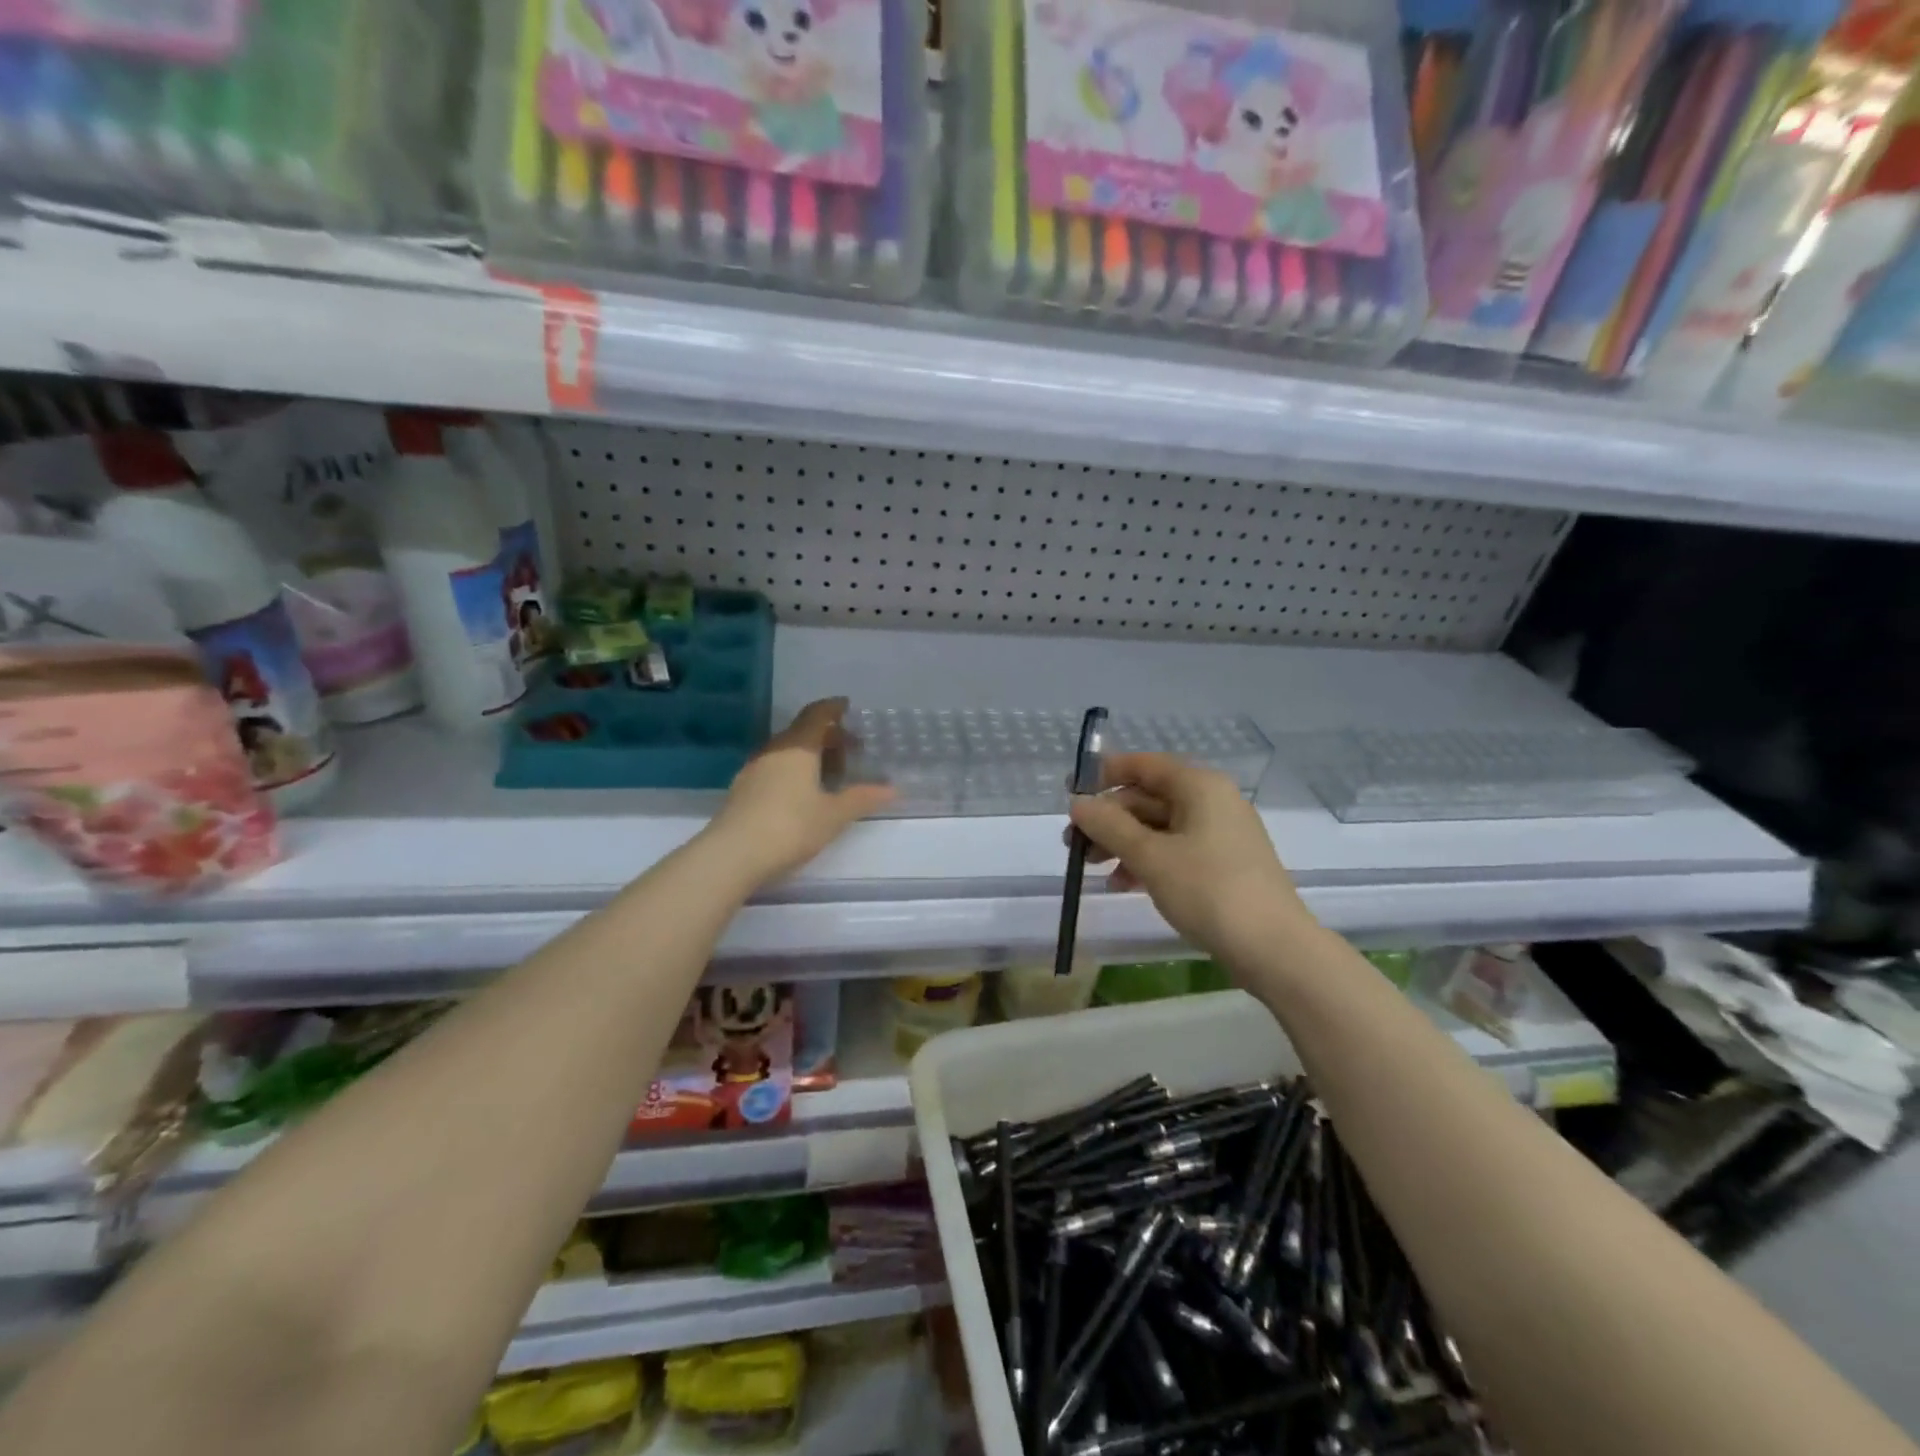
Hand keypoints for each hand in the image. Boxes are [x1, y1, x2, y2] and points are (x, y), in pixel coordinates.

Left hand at [709, 698, 894, 886]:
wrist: (732, 855)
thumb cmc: (790, 827)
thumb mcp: (833, 815)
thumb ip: (862, 798)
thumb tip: (893, 789)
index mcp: (798, 747)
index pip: (817, 714)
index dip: (834, 708)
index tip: (848, 707)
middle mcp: (774, 750)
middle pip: (802, 731)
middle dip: (827, 735)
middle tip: (850, 749)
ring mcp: (754, 769)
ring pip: (786, 751)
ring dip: (809, 755)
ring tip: (830, 774)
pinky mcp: (742, 790)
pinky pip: (774, 768)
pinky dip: (793, 770)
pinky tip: (803, 792)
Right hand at [1069, 753, 1313, 960]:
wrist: (1274, 950)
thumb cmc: (1209, 891)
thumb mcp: (1150, 856)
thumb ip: (1109, 825)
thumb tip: (1077, 802)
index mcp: (1199, 786)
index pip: (1142, 765)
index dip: (1103, 775)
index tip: (1069, 793)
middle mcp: (1212, 800)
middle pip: (1147, 797)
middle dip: (1108, 819)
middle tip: (1073, 844)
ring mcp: (1219, 834)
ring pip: (1158, 827)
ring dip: (1122, 843)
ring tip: (1091, 868)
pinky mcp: (1222, 864)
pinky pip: (1174, 850)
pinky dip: (1146, 861)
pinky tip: (1121, 884)